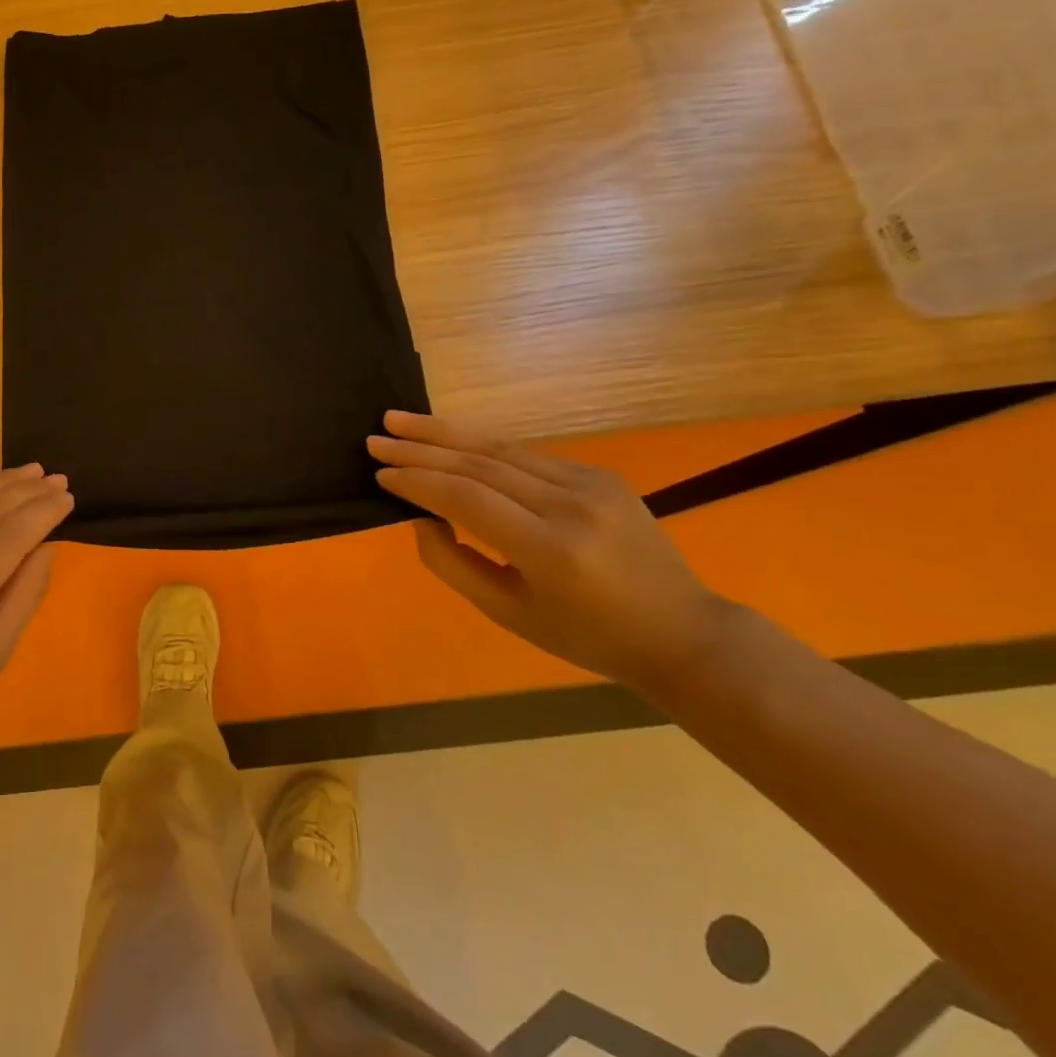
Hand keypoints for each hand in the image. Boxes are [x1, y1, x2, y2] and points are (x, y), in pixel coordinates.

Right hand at [369, 410, 732, 686]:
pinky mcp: (598, 474)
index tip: (379, 473)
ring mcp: (590, 483)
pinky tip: (448, 438)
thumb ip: (452, 563)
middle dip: (421, 447)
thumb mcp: (506, 613)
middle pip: (479, 462)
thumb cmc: (584, 636)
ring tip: (400, 420)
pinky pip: (525, 455)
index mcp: (550, 550)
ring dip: (445, 432)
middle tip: (375, 437)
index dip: (417, 481)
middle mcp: (570, 505)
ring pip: (501, 447)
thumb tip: (420, 516)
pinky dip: (480, 444)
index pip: (466, 498)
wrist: (679, 631)